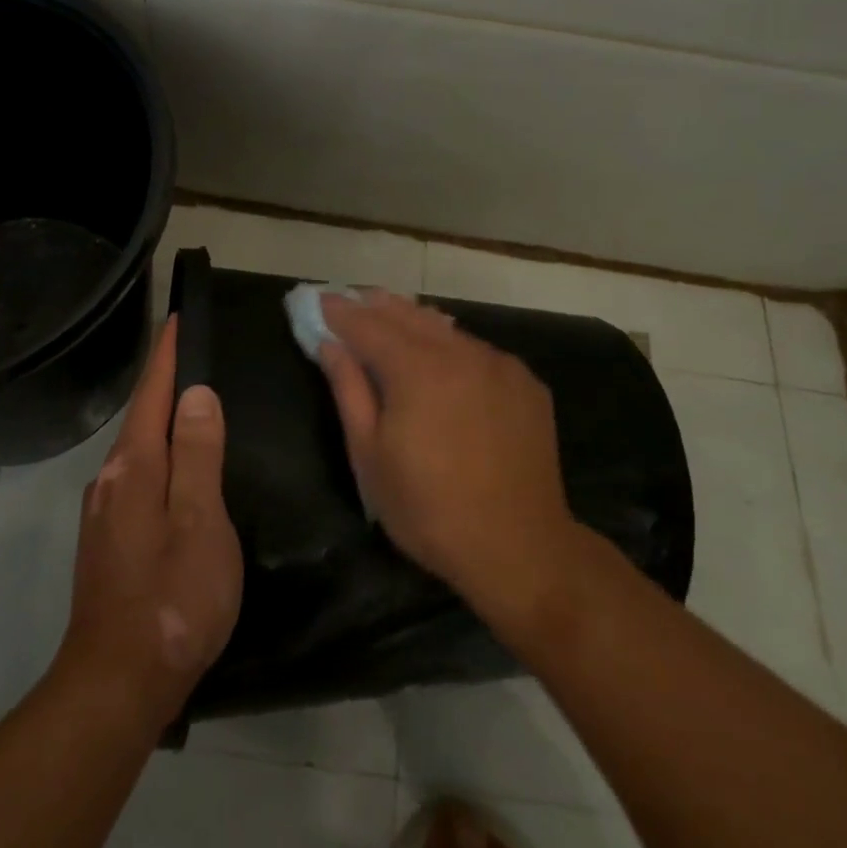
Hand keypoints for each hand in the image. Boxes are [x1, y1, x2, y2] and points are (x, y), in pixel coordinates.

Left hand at [56, 317, 242, 731]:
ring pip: (138, 450)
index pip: (151, 394)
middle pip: (141, 417)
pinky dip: (159, 456)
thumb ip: (199, 454)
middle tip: (195, 356)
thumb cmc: (172, 599)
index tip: (176, 319)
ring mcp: (104, 513)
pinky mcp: (107, 541)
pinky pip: (137, 477)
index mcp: (135, 468)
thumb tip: (197, 394)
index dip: (166, 356)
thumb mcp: (201, 521)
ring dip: (162, 421)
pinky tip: (178, 471)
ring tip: (193, 406)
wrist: (116, 686)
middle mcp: (111, 481)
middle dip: (164, 383)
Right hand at [318, 291, 579, 620]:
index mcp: (417, 369)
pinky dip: (452, 345)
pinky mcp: (526, 382)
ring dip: (415, 320)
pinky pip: (478, 350)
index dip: (340, 312)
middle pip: (409, 315)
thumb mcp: (370, 456)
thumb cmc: (429, 509)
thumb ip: (349, 390)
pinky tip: (445, 356)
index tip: (320, 300)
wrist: (520, 548)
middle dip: (376, 306)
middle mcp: (460, 352)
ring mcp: (499, 364)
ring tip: (392, 315)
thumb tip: (329, 345)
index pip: (368, 325)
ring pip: (446, 328)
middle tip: (353, 300)